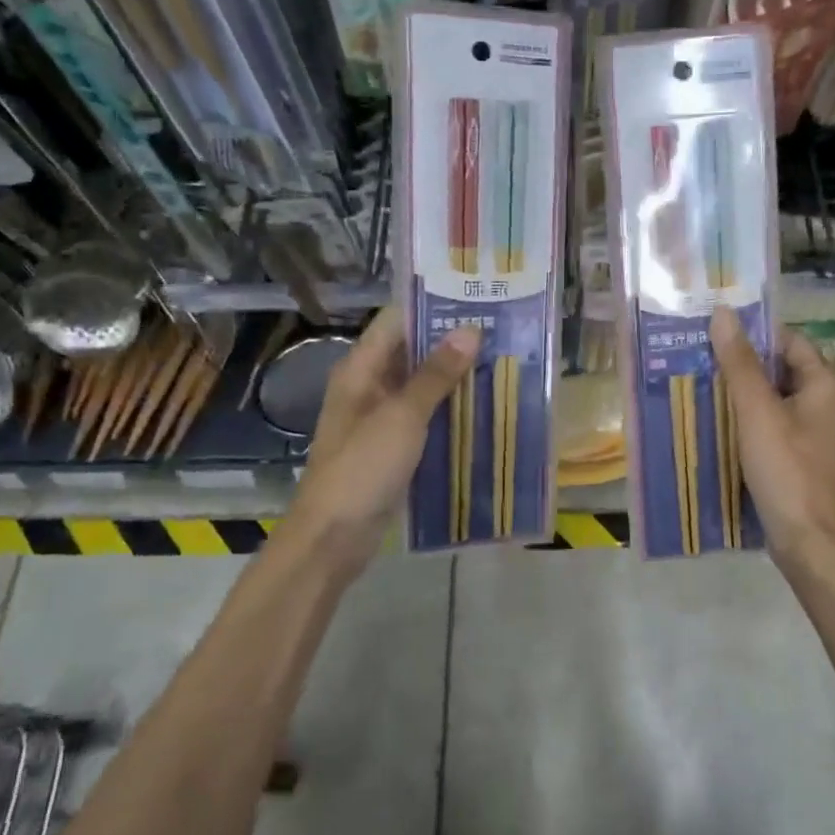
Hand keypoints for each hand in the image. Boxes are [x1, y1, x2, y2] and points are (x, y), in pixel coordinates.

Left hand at [279, 308, 480, 576]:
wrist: (333, 536)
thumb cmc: (363, 468)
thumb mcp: (403, 416)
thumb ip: (436, 374)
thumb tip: (470, 330)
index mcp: (361, 369)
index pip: (396, 320)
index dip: (432, 306)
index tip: (475, 298)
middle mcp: (369, 385)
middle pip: (410, 351)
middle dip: (451, 341)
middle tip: (499, 329)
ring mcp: (380, 417)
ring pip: (420, 384)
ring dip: (453, 375)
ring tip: (500, 360)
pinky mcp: (392, 445)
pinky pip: (424, 415)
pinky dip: (448, 408)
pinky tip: (482, 405)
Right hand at [710, 307, 834, 567]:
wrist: (808, 542)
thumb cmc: (786, 469)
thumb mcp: (757, 412)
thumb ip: (740, 363)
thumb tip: (723, 313)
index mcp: (825, 386)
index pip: (789, 341)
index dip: (755, 333)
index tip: (716, 331)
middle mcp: (825, 404)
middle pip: (781, 369)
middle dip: (743, 363)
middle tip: (699, 355)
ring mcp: (814, 433)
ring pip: (774, 399)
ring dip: (742, 392)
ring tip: (700, 382)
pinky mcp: (800, 457)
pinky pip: (772, 425)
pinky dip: (747, 419)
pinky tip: (716, 421)